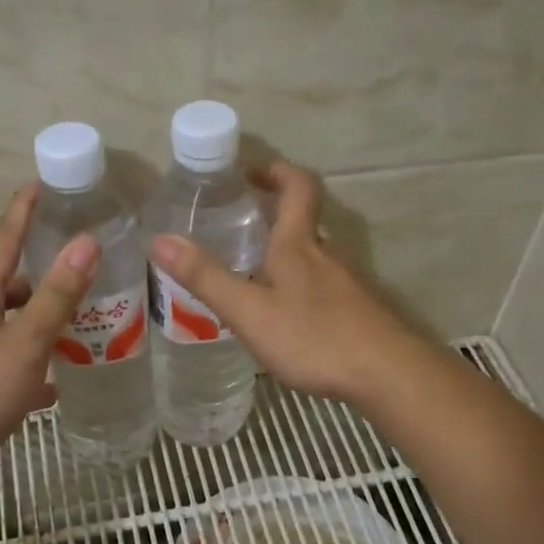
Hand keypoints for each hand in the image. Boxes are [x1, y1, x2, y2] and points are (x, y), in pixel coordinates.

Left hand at [0, 185, 96, 496]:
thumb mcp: (24, 341)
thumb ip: (57, 295)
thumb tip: (87, 243)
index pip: (3, 240)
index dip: (24, 211)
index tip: (44, 183)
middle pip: (13, 283)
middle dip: (47, 270)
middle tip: (89, 259)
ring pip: (18, 324)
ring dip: (49, 317)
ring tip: (92, 313)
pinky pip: (19, 361)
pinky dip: (43, 361)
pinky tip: (69, 371)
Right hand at [148, 160, 424, 406]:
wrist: (384, 372)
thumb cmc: (313, 337)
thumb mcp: (249, 311)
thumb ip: (207, 278)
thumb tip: (159, 239)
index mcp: (298, 245)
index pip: (297, 187)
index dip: (276, 171)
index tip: (251, 173)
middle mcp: (327, 255)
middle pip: (305, 220)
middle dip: (275, 214)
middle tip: (241, 225)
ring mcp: (347, 283)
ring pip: (315, 256)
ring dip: (288, 253)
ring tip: (255, 274)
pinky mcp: (358, 310)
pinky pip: (325, 286)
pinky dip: (303, 286)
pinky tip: (289, 316)